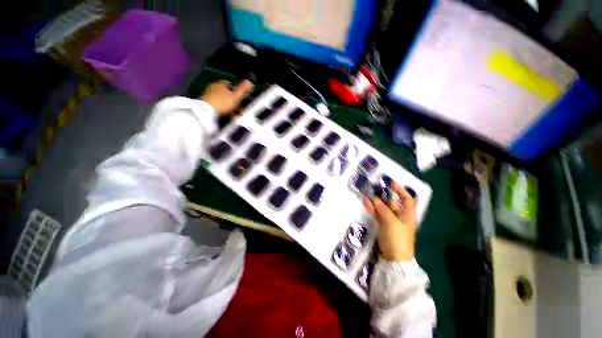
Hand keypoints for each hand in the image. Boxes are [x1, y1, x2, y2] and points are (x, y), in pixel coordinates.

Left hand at [200, 79, 253, 114]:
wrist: (206, 112)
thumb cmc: (223, 103)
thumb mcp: (236, 97)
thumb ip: (243, 90)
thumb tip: (250, 82)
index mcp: (220, 83)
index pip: (231, 85)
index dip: (237, 92)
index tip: (241, 99)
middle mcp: (213, 87)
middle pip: (227, 94)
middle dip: (234, 101)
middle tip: (240, 110)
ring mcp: (208, 95)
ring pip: (223, 101)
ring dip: (230, 107)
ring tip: (235, 115)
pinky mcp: (206, 103)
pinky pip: (217, 106)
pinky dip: (223, 110)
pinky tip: (227, 116)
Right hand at [365, 182, 416, 261]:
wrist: (394, 258)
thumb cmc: (397, 238)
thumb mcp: (391, 221)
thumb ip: (382, 209)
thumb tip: (374, 198)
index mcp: (407, 215)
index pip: (407, 199)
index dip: (401, 190)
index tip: (391, 184)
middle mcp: (400, 217)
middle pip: (392, 203)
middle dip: (384, 196)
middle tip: (374, 188)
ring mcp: (391, 221)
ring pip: (383, 208)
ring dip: (376, 202)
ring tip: (367, 194)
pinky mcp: (383, 226)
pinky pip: (378, 215)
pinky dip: (373, 209)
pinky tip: (366, 204)